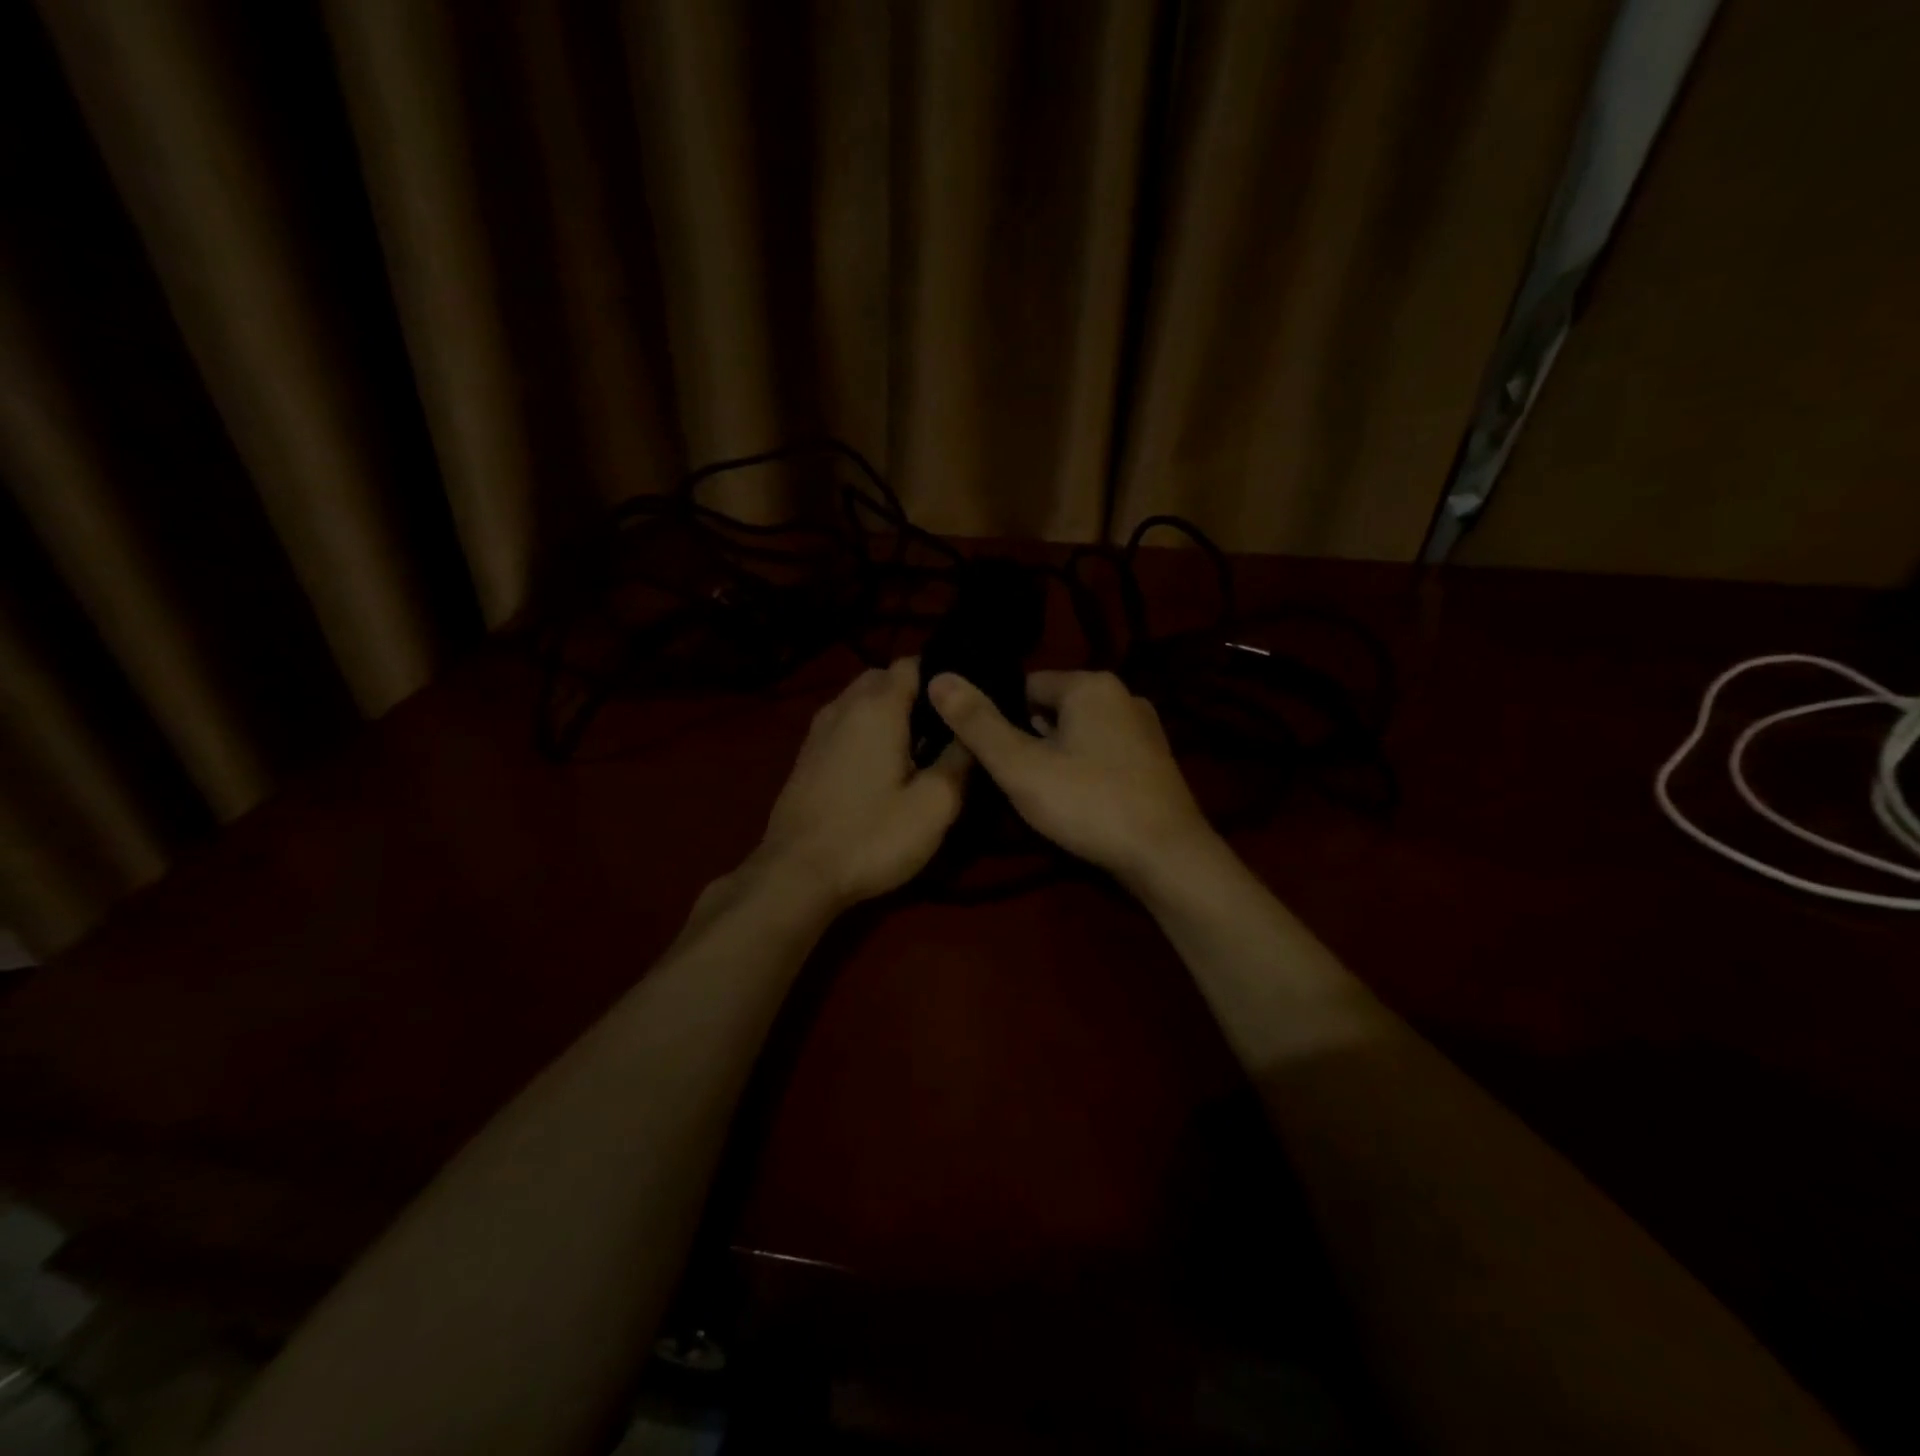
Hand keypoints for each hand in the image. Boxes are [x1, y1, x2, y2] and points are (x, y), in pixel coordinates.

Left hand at [754, 658, 970, 909]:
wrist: (797, 874)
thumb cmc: (872, 836)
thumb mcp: (934, 805)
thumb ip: (960, 760)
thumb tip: (973, 731)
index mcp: (877, 707)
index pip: (913, 662)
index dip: (943, 675)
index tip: (967, 700)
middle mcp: (844, 705)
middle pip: (884, 678)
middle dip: (916, 692)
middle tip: (946, 726)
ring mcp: (819, 729)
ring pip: (861, 700)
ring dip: (889, 712)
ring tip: (918, 745)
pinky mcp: (807, 755)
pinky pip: (845, 723)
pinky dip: (867, 729)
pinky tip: (882, 764)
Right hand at [928, 669, 1217, 886]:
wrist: (1168, 856)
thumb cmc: (1089, 803)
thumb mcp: (1021, 766)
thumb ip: (977, 723)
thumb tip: (938, 678)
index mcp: (1090, 685)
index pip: (1024, 687)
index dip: (999, 719)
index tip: (988, 754)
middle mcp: (1122, 695)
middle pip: (1052, 709)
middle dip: (1028, 739)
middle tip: (1011, 780)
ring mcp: (1144, 728)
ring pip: (1078, 733)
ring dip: (1055, 756)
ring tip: (1040, 795)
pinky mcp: (1154, 760)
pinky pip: (1103, 752)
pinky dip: (1084, 769)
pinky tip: (1077, 802)